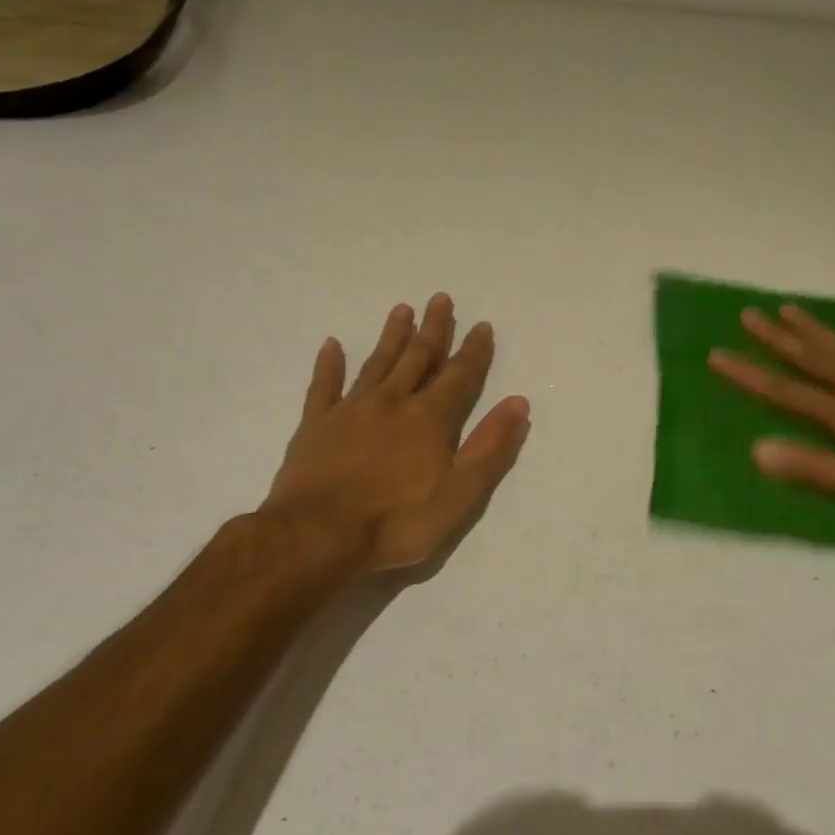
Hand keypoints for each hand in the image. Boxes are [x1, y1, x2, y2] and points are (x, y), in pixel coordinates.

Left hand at [263, 294, 530, 572]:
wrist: (318, 536)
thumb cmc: (397, 521)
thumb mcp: (460, 493)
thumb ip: (490, 447)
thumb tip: (519, 403)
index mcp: (430, 419)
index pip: (459, 375)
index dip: (474, 350)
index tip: (482, 326)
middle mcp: (393, 402)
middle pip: (418, 358)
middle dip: (434, 329)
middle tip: (441, 299)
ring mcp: (351, 410)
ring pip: (377, 363)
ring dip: (392, 336)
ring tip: (402, 309)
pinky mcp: (316, 425)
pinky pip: (324, 386)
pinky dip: (329, 364)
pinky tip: (332, 345)